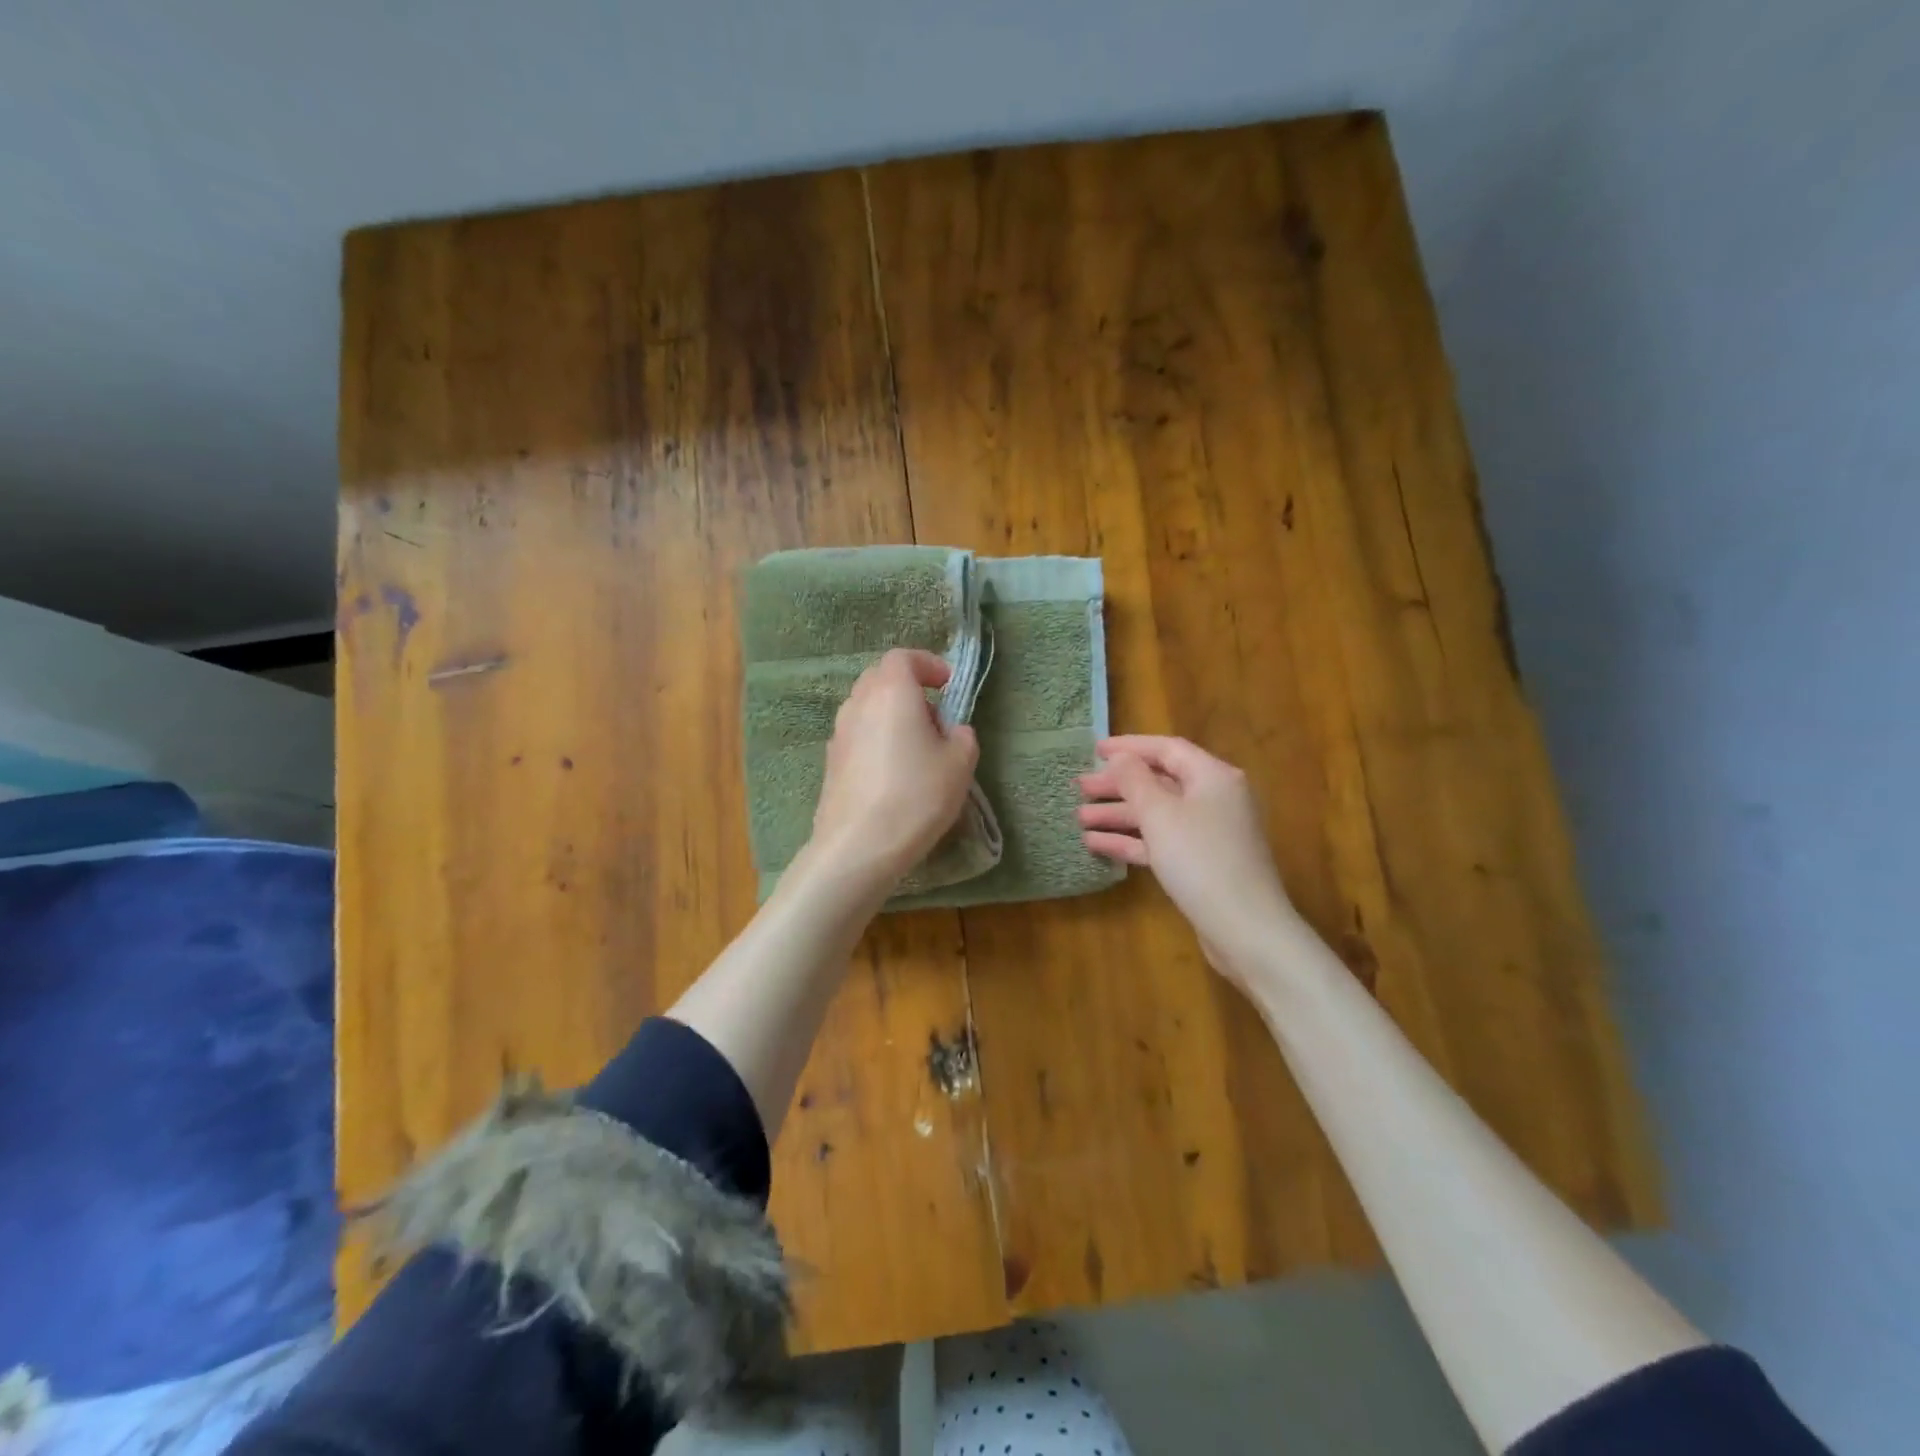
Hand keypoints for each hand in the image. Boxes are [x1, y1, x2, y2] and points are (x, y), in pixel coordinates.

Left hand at [806, 648, 979, 891]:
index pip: (903, 658)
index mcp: (892, 692)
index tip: (948, 686)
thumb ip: (962, 736)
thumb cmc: (916, 796)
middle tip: (934, 716)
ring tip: (916, 747)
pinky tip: (893, 772)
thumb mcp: (960, 764)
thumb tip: (952, 731)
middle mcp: (859, 703)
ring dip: (891, 714)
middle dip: (909, 687)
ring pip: (867, 706)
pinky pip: (857, 734)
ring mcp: (839, 732)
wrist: (859, 846)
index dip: (928, 664)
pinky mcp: (831, 761)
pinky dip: (876, 737)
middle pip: (880, 678)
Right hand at [1079, 735, 1296, 975]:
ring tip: (1079, 817)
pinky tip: (1096, 844)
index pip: (1167, 749)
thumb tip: (1121, 757)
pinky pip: (1161, 842)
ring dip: (1118, 814)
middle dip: (1117, 785)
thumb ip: (1135, 781)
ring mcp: (1209, 833)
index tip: (1094, 750)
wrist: (1244, 929)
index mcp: (1213, 777)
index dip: (1129, 746)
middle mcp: (1214, 799)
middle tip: (1079, 786)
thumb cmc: (1201, 860)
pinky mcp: (1201, 864)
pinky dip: (1131, 840)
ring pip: (1157, 815)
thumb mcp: (1160, 815)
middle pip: (1159, 782)